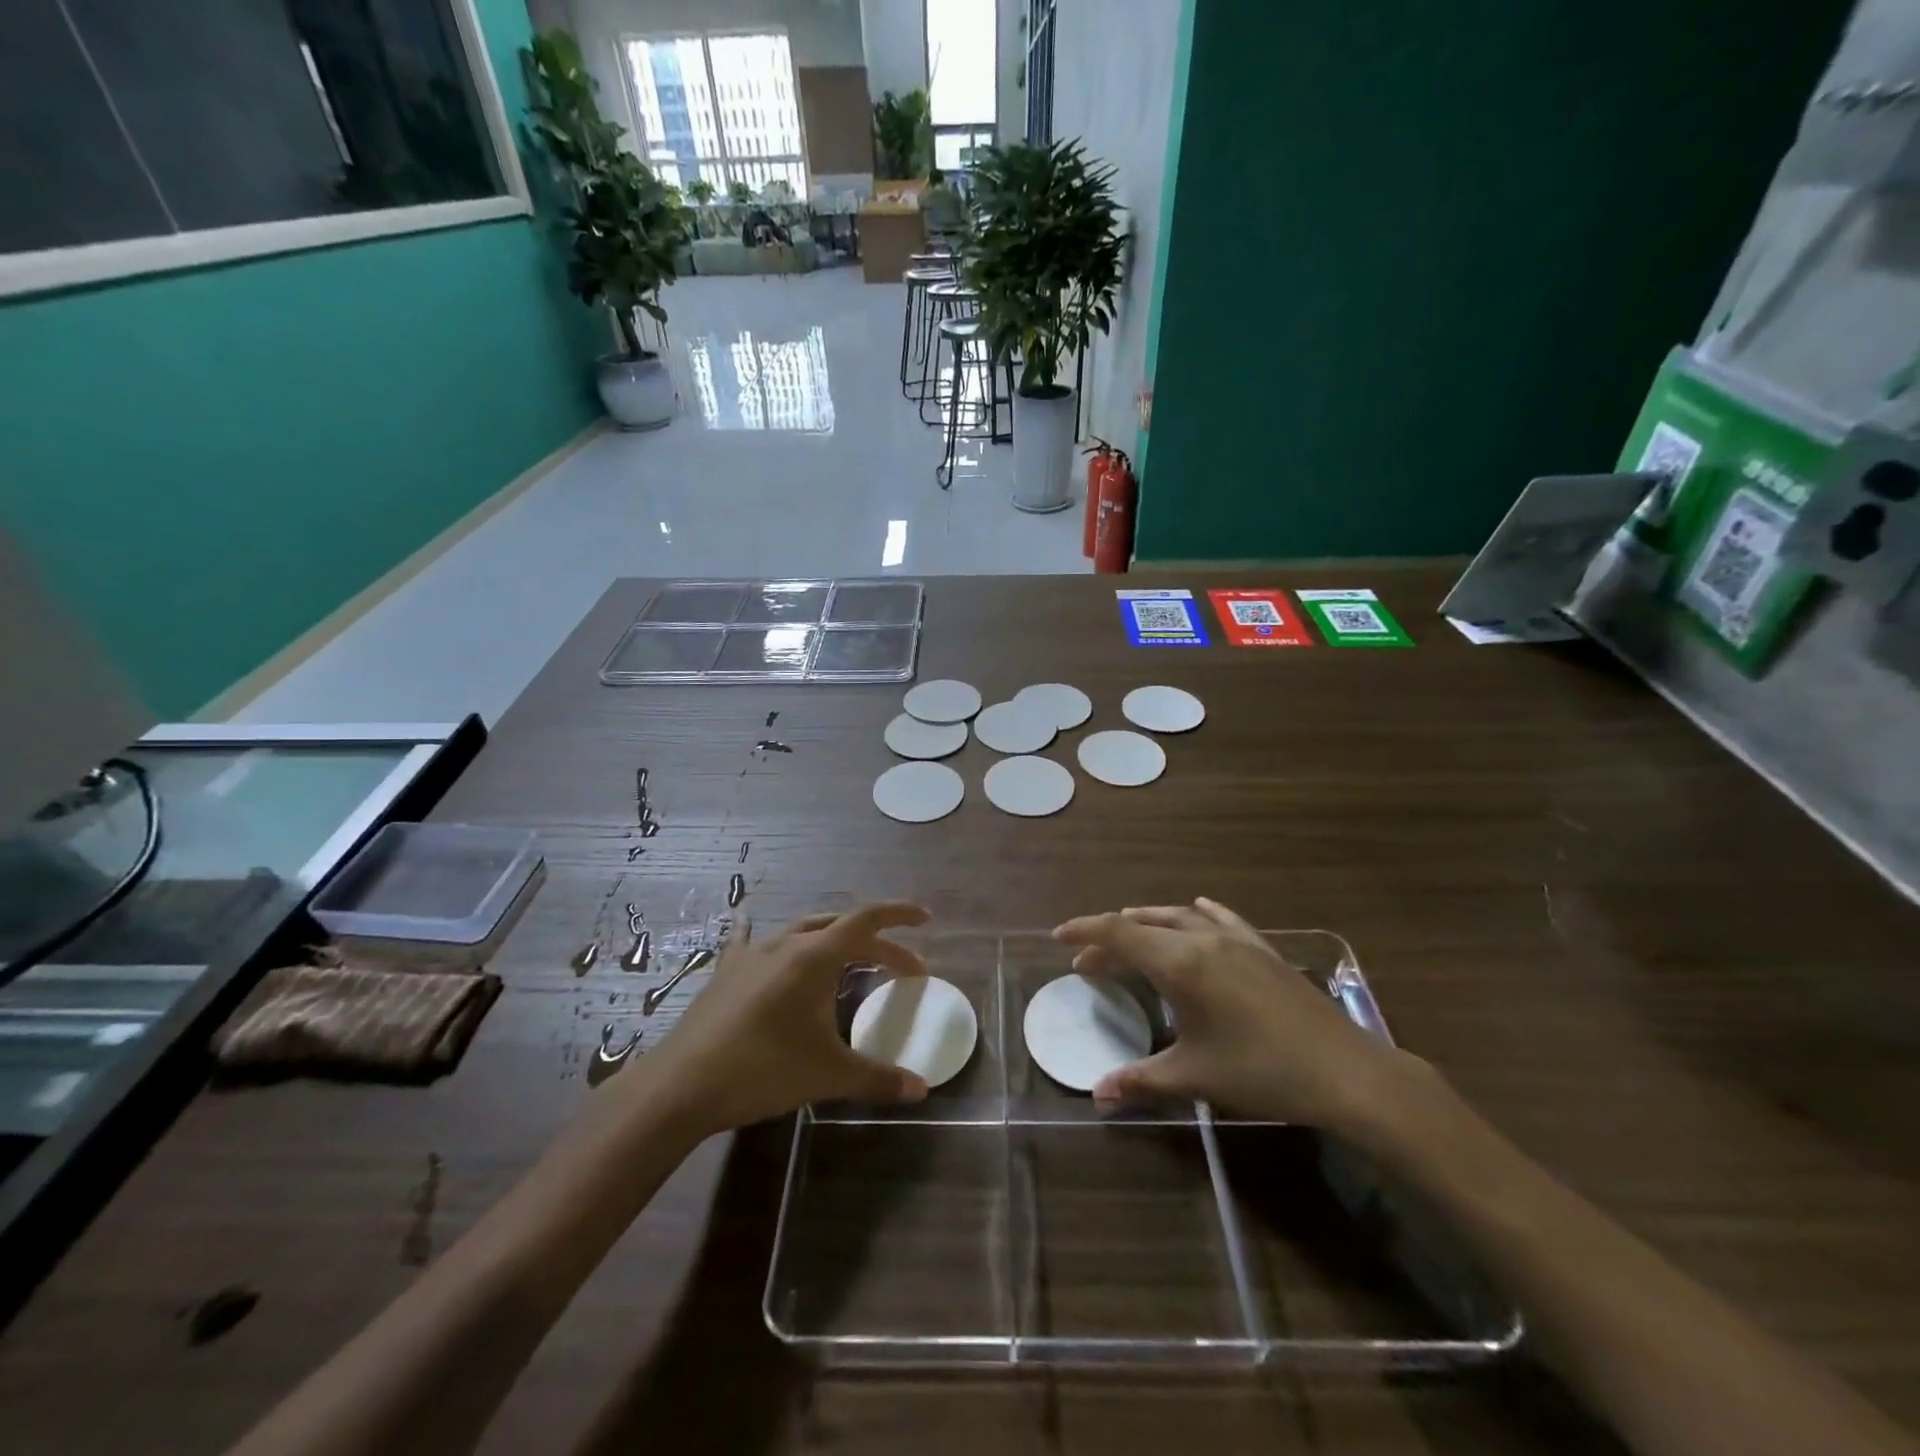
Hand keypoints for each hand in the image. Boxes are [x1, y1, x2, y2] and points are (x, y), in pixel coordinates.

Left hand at [645, 903, 932, 1136]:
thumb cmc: (763, 1070)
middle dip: (877, 942)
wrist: (682, 1085)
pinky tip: (746, 922)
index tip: (925, 919)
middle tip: (902, 967)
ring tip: (849, 955)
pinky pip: (748, 942)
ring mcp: (751, 955)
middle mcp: (786, 944)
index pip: (867, 920)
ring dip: (832, 938)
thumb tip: (922, 1089)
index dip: (899, 915)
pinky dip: (759, 933)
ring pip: (802, 931)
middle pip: (841, 928)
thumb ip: (878, 1078)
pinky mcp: (726, 973)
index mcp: (814, 957)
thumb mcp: (828, 1075)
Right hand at [1053, 898, 1415, 1129]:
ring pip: (1178, 917)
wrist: (1345, 1072)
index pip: (1118, 933)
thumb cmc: (1261, 1072)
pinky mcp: (1262, 948)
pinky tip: (1195, 914)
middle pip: (1143, 925)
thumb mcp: (1195, 1076)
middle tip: (1088, 963)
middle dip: (1110, 939)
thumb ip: (1141, 1079)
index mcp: (1180, 963)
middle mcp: (1202, 939)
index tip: (1059, 937)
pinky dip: (1195, 916)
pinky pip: (1219, 918)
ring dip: (1147, 924)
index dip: (1085, 931)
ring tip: (1129, 938)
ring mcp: (1236, 939)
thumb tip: (1097, 1094)